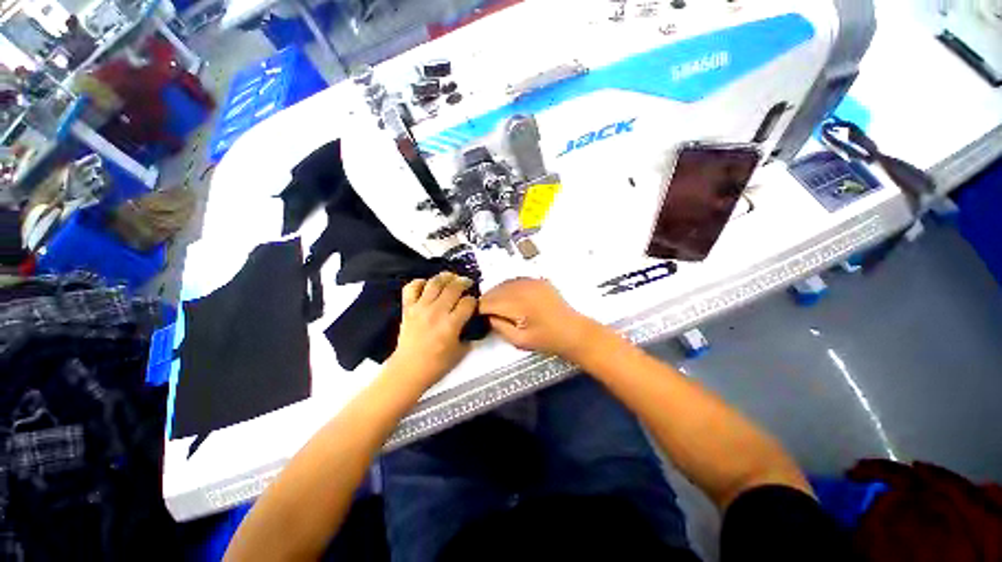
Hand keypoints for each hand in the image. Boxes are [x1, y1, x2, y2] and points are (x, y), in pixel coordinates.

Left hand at [390, 271, 477, 385]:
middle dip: (463, 282)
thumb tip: (472, 321)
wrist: (409, 369)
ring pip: (435, 283)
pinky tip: (427, 285)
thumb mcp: (461, 351)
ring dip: (445, 277)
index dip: (473, 300)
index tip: (474, 303)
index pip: (468, 302)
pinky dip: (420, 282)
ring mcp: (420, 308)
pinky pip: (412, 288)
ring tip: (451, 277)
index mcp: (451, 324)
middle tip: (467, 283)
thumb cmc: (437, 364)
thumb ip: (469, 334)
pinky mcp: (408, 308)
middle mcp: (436, 312)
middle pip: (453, 288)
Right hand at [480, 278, 599, 358]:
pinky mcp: (537, 280)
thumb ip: (499, 326)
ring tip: (498, 308)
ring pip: (503, 284)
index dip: (480, 310)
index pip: (488, 302)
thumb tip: (487, 316)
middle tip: (486, 314)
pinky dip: (509, 289)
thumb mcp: (519, 340)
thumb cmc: (547, 340)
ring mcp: (531, 281)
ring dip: (497, 294)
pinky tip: (511, 300)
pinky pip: (515, 281)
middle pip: (494, 290)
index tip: (477, 318)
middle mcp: (523, 287)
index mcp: (518, 303)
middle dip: (487, 301)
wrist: (573, 331)